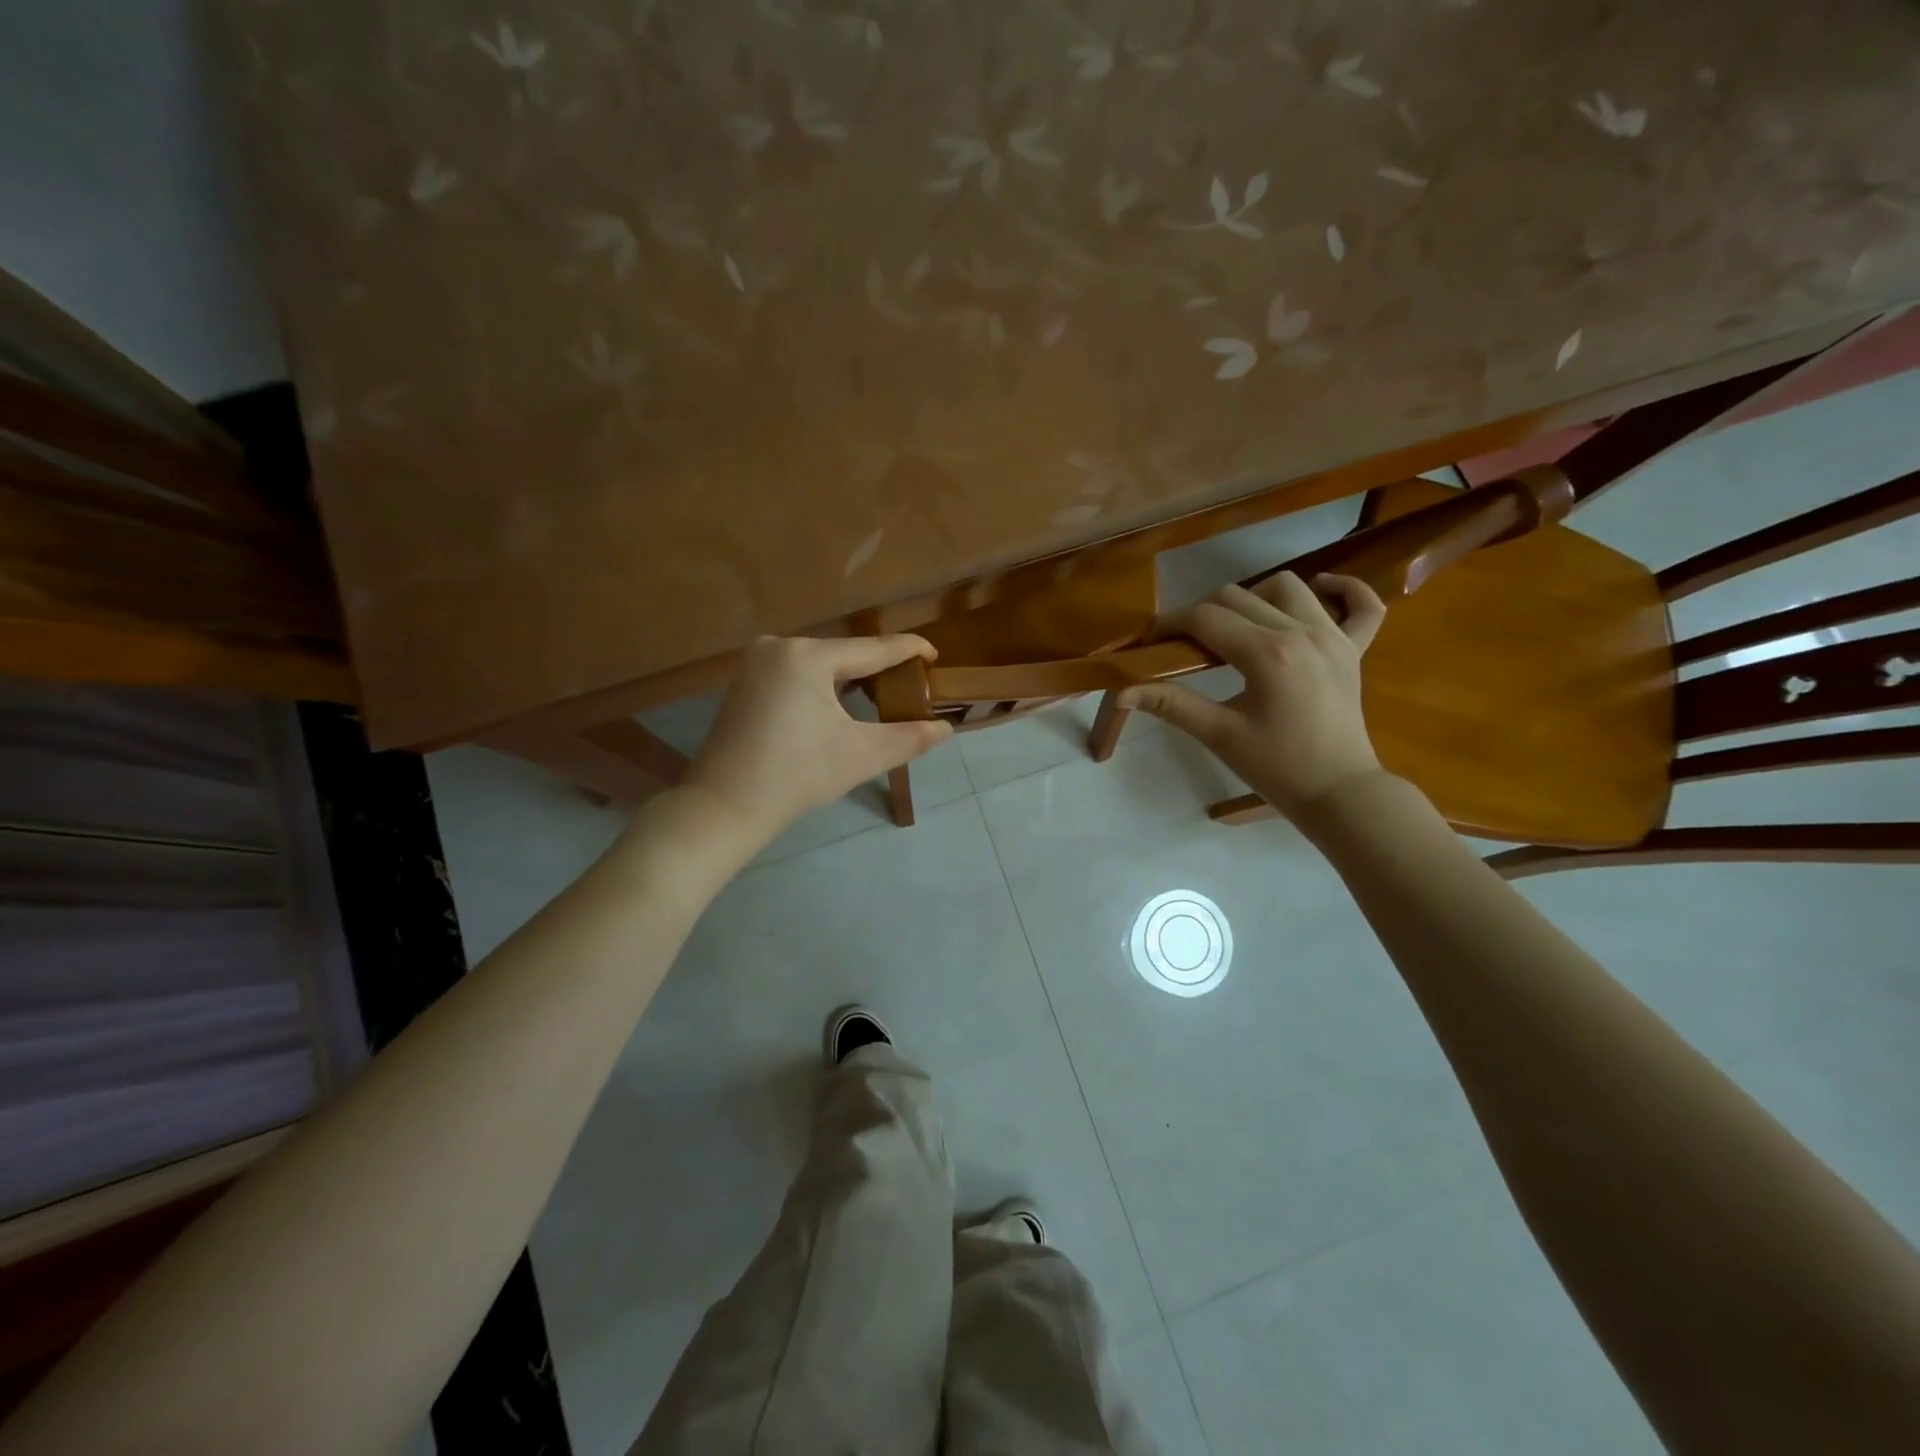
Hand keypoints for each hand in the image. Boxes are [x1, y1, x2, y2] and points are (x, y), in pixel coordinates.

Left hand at [682, 634, 953, 844]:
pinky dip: (822, 685)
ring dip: (849, 677)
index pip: (871, 648)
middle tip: (911, 682)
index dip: (907, 650)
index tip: (935, 653)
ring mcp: (755, 664)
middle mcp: (778, 647)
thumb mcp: (861, 755)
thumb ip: (909, 738)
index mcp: (807, 656)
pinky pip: (796, 674)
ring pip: (819, 664)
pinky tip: (838, 703)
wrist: (724, 807)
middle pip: (843, 653)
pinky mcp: (744, 684)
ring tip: (882, 691)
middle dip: (877, 667)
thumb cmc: (797, 776)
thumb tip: (945, 729)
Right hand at [1118, 572, 1387, 822]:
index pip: (1205, 618)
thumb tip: (1122, 691)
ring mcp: (1335, 636)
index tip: (1151, 642)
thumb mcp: (1219, 735)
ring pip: (1286, 588)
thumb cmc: (1277, 768)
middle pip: (1238, 596)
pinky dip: (1343, 590)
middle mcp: (1302, 632)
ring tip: (1237, 629)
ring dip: (1254, 599)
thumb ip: (1172, 704)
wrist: (1339, 793)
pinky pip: (1363, 604)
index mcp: (1267, 653)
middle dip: (1202, 613)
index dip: (1170, 624)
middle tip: (1185, 647)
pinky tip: (1319, 592)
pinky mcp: (1355, 649)